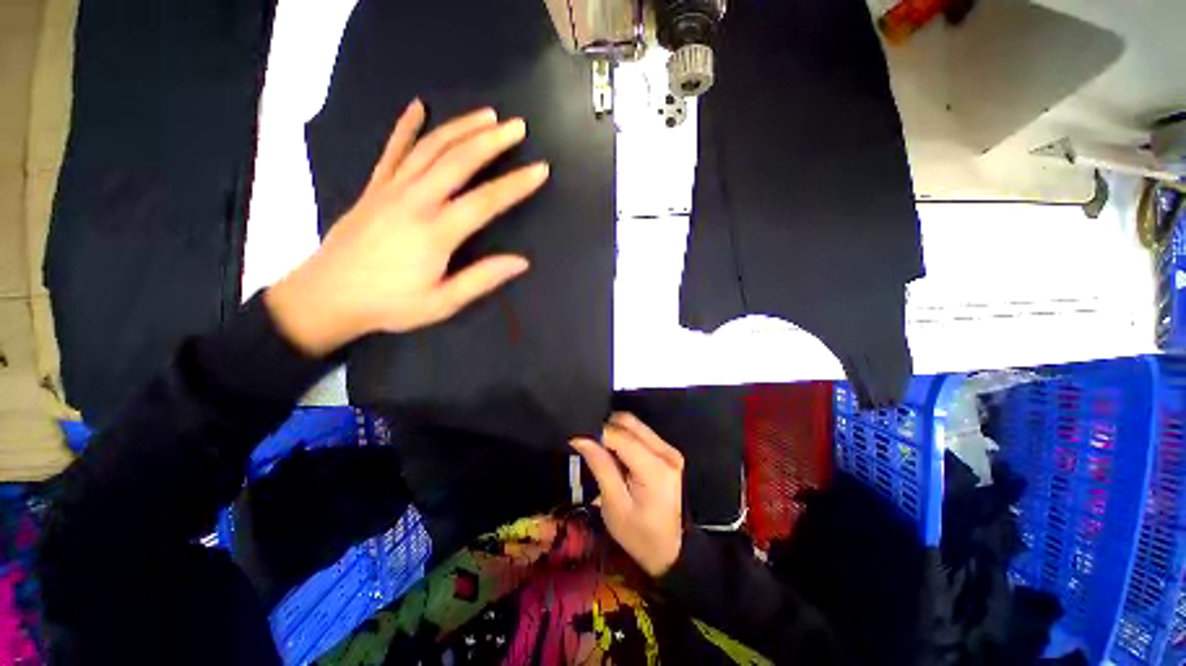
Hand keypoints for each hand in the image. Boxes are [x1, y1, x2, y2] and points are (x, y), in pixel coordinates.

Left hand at [266, 99, 549, 355]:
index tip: (540, 169)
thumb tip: (521, 262)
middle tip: (518, 127)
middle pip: (459, 161)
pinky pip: (392, 150)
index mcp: (436, 232)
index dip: (516, 184)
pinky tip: (418, 107)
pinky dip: (406, 126)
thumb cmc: (390, 304)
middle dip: (492, 140)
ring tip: (487, 115)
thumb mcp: (442, 302)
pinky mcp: (374, 187)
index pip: (485, 201)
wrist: (325, 296)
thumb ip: (481, 279)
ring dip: (461, 127)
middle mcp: (415, 201)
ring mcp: (391, 189)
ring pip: (430, 148)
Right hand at [571, 412, 684, 576]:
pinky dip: (624, 436)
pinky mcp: (668, 451)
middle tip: (587, 442)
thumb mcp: (614, 505)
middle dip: (605, 427)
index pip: (620, 436)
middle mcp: (666, 452)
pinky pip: (641, 432)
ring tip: (599, 447)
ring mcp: (669, 449)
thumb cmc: (639, 534)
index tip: (575, 435)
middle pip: (629, 422)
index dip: (595, 432)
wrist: (671, 550)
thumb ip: (600, 466)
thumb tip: (581, 438)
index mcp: (654, 469)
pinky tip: (614, 452)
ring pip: (635, 424)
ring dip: (614, 430)